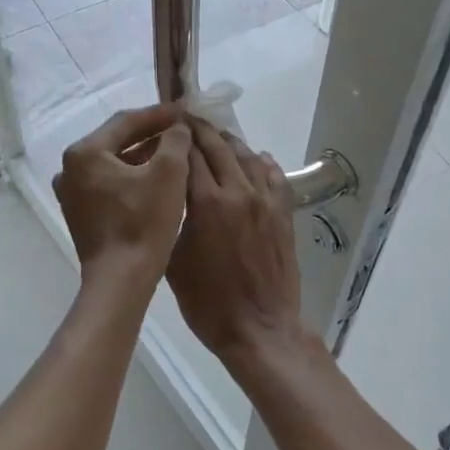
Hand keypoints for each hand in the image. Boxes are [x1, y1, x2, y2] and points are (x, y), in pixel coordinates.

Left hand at [52, 104, 192, 289]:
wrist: (121, 280)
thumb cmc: (144, 223)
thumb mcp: (169, 174)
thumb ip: (175, 140)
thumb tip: (178, 126)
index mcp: (85, 152)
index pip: (126, 121)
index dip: (159, 114)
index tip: (185, 110)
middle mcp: (70, 168)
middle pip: (116, 140)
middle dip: (151, 134)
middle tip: (181, 129)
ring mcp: (72, 193)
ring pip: (113, 163)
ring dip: (143, 156)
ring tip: (174, 152)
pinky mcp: (80, 213)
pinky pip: (109, 184)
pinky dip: (132, 177)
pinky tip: (156, 179)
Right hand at [166, 120, 311, 379]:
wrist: (260, 328)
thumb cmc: (207, 302)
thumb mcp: (174, 260)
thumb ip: (173, 220)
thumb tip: (170, 195)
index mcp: (206, 202)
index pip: (189, 155)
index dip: (177, 137)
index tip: (167, 126)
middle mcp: (237, 191)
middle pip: (218, 147)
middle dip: (201, 130)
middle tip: (188, 120)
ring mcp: (265, 201)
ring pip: (247, 157)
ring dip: (229, 142)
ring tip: (216, 136)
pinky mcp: (283, 214)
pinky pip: (274, 177)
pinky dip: (262, 162)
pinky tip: (256, 158)